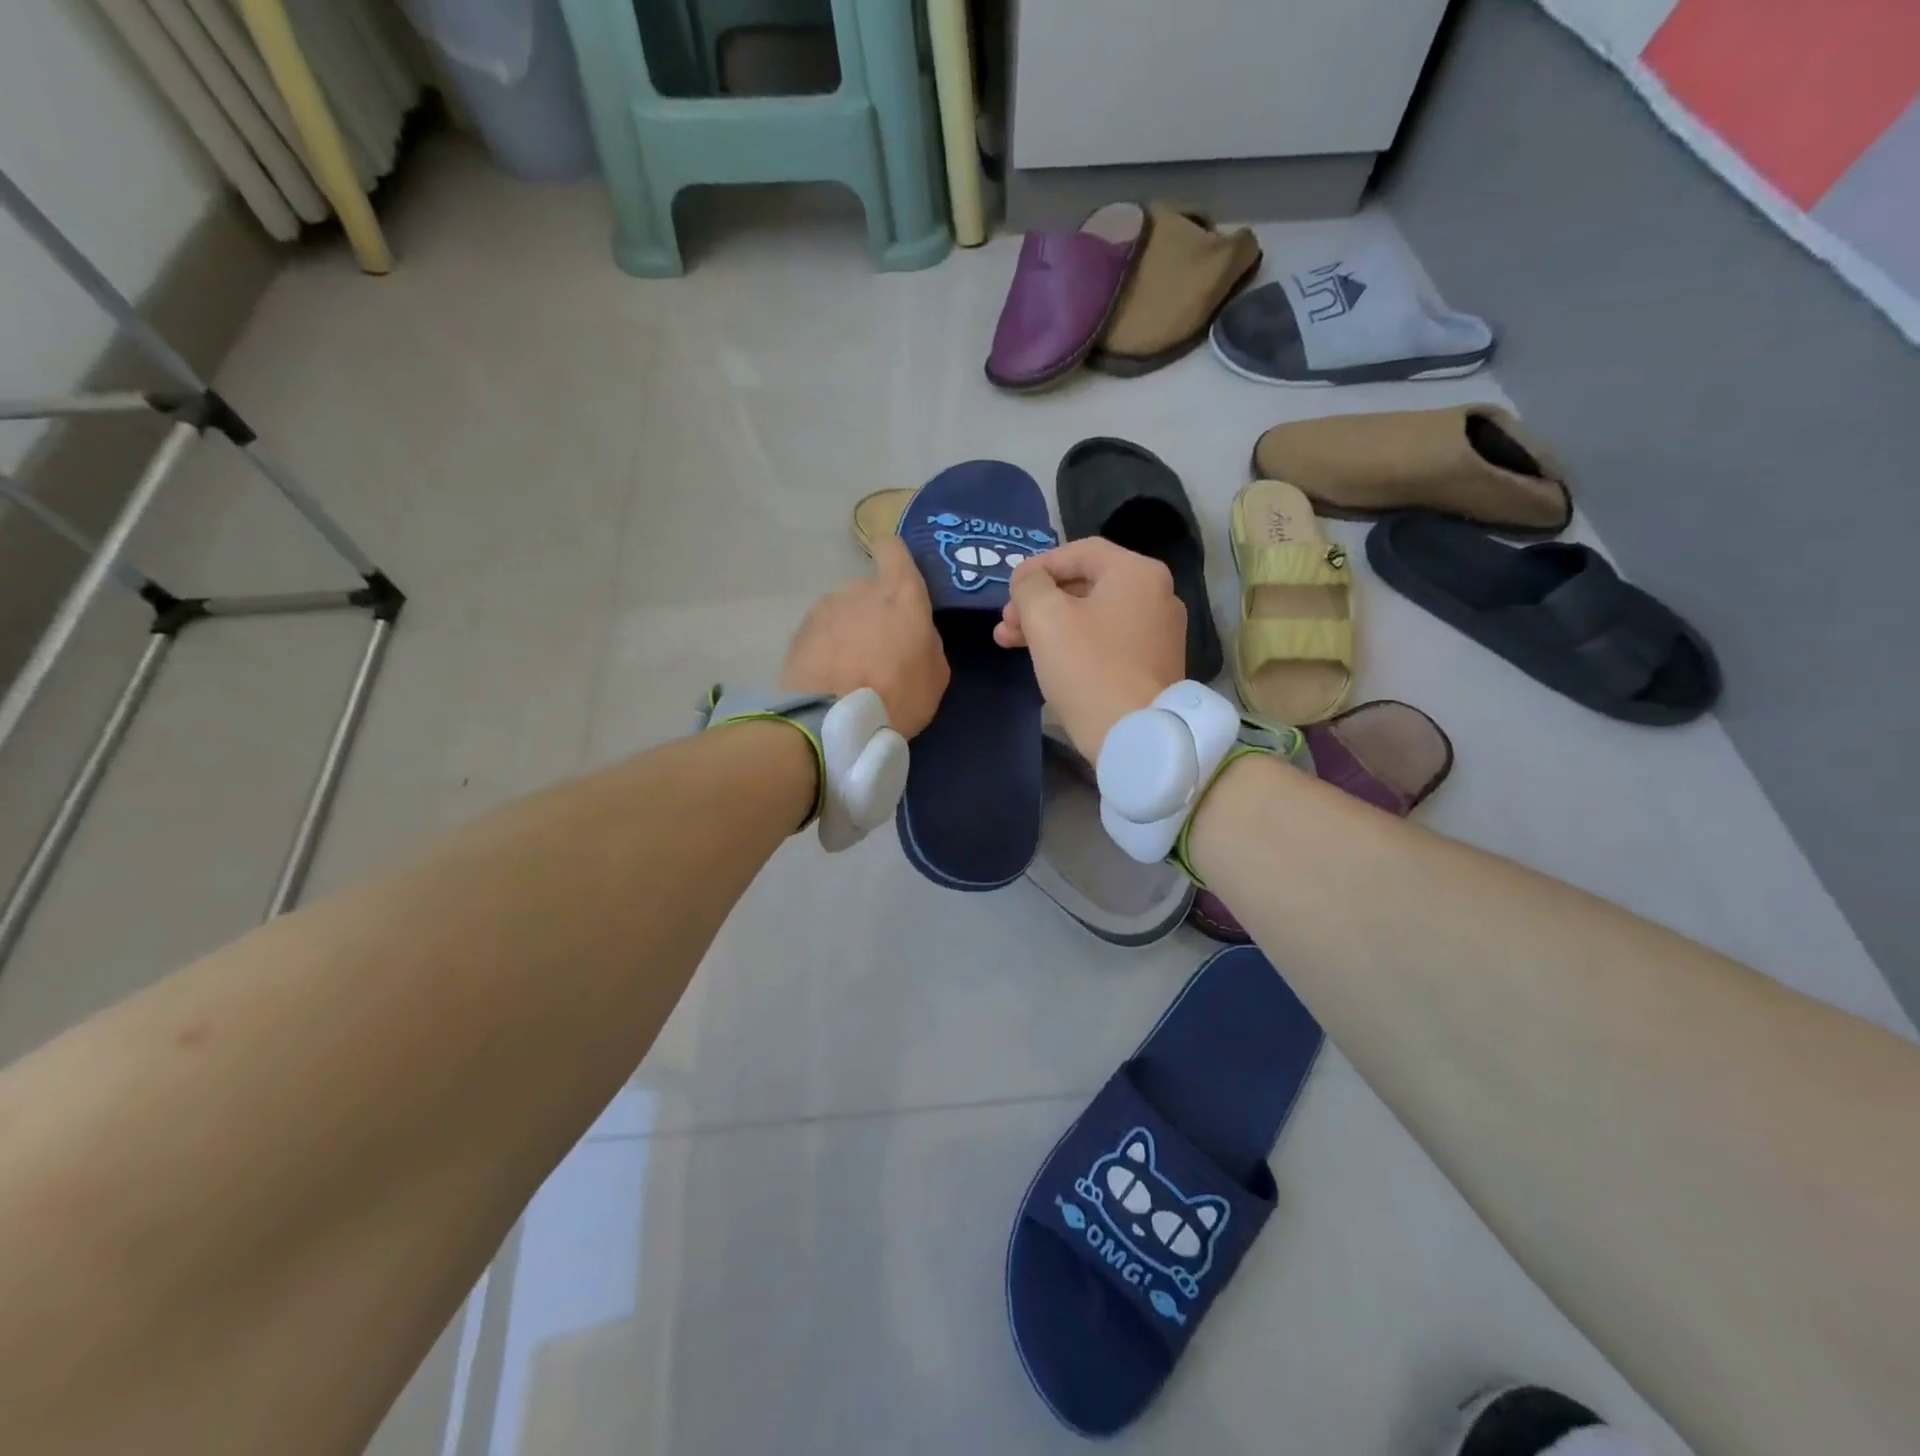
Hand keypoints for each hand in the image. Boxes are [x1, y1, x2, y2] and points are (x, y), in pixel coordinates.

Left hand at [781, 536, 949, 737]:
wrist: (834, 722)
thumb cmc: (898, 695)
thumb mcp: (936, 674)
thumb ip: (927, 641)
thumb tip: (914, 634)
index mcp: (899, 594)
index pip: (893, 550)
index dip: (894, 558)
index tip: (896, 576)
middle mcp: (859, 589)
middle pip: (868, 590)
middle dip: (874, 613)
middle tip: (879, 651)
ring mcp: (824, 609)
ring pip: (842, 612)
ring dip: (848, 631)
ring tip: (850, 670)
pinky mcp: (799, 633)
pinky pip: (820, 634)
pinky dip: (826, 649)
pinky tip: (830, 678)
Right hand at [994, 538, 1184, 757]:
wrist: (1136, 736)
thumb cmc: (1089, 668)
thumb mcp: (1046, 618)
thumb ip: (1030, 586)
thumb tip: (1029, 579)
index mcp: (1137, 572)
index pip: (1080, 552)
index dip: (1038, 566)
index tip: (1008, 589)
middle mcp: (1157, 595)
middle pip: (1086, 585)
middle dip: (1039, 602)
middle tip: (1005, 623)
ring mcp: (1160, 632)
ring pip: (1093, 616)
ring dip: (1050, 625)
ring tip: (1010, 644)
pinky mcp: (1154, 665)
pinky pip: (1108, 641)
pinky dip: (1075, 644)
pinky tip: (1046, 660)